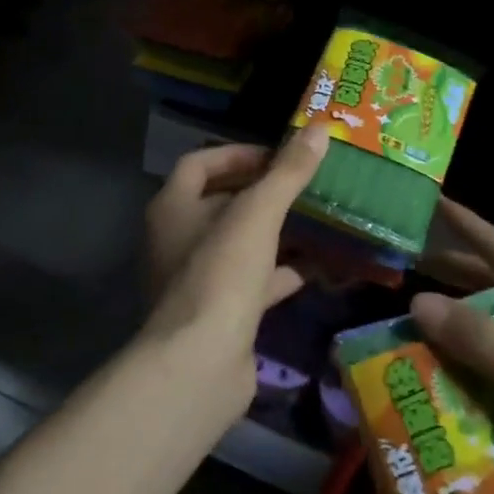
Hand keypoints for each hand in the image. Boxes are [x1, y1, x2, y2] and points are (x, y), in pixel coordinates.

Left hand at [140, 128, 329, 391]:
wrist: (200, 365)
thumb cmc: (221, 274)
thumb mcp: (258, 214)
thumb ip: (288, 172)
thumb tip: (320, 128)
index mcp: (173, 209)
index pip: (200, 164)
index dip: (237, 154)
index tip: (278, 156)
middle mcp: (178, 240)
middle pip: (220, 202)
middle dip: (262, 192)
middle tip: (305, 184)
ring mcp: (198, 279)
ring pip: (239, 243)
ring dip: (274, 231)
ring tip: (316, 219)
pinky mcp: (219, 314)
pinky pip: (253, 282)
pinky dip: (281, 272)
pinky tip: (316, 267)